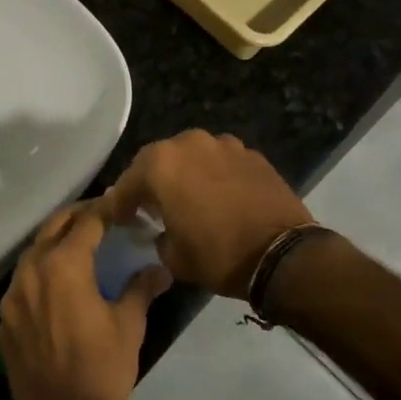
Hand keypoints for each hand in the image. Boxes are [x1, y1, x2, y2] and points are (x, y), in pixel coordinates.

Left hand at [0, 204, 170, 399]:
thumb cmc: (102, 371)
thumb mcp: (129, 326)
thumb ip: (141, 288)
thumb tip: (160, 267)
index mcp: (64, 265)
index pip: (86, 222)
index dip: (106, 209)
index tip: (122, 205)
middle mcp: (32, 271)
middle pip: (54, 227)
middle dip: (78, 217)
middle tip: (102, 217)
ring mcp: (12, 296)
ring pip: (34, 252)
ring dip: (57, 242)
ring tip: (81, 246)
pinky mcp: (4, 320)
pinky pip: (23, 282)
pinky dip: (42, 273)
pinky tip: (59, 286)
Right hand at [100, 131, 311, 299]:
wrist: (281, 254)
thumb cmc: (218, 255)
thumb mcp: (174, 256)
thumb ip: (158, 236)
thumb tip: (162, 230)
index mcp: (161, 164)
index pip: (128, 183)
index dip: (120, 204)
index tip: (119, 219)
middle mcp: (189, 143)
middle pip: (158, 160)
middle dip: (151, 181)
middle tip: (150, 205)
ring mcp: (223, 144)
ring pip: (192, 156)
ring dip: (185, 173)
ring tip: (188, 197)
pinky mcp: (251, 153)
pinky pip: (221, 161)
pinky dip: (214, 175)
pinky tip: (219, 196)